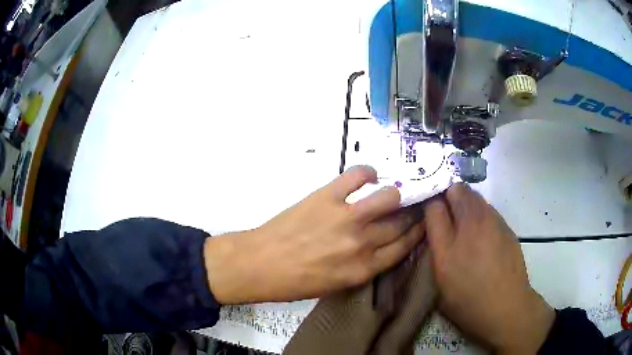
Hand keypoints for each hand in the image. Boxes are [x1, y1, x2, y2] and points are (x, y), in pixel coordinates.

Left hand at [204, 166, 424, 303]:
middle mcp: (362, 243)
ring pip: (389, 197)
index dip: (417, 233)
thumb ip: (363, 266)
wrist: (260, 264)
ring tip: (387, 194)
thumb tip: (380, 244)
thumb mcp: (337, 285)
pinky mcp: (327, 196)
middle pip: (401, 223)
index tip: (422, 224)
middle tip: (410, 207)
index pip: (404, 247)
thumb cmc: (296, 281)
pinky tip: (367, 177)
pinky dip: (366, 172)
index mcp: (364, 268)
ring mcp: (346, 217)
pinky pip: (357, 175)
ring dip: (393, 194)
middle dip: (411, 214)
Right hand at [425, 184, 554, 353]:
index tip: (430, 212)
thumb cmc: (468, 301)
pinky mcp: (506, 226)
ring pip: (475, 196)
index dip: (430, 205)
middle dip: (449, 197)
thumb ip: (436, 248)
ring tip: (467, 227)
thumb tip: (435, 226)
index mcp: (448, 246)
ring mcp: (492, 222)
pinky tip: (484, 236)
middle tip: (448, 216)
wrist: (507, 306)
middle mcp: (471, 226)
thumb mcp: (441, 282)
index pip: (433, 206)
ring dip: (466, 203)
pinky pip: (489, 209)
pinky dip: (481, 214)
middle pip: (457, 190)